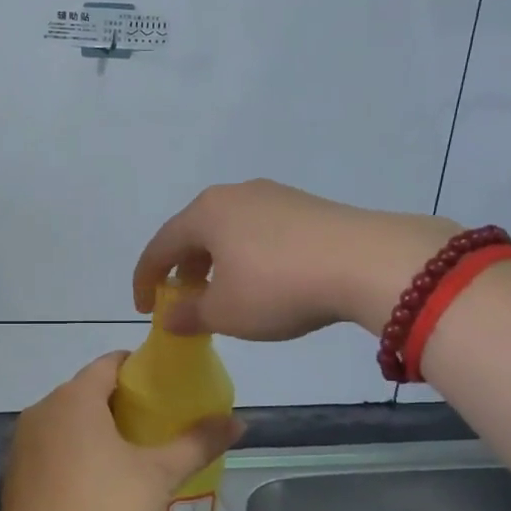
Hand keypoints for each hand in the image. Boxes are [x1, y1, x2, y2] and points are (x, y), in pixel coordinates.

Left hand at [1, 354, 243, 510]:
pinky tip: (93, 483)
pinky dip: (72, 453)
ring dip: (94, 430)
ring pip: (66, 421)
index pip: (109, 363)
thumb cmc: (104, 508)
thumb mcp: (158, 475)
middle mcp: (43, 408)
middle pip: (86, 391)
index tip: (164, 388)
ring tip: (128, 455)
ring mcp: (23, 440)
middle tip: (154, 426)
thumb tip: (239, 422)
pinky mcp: (14, 470)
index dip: (138, 370)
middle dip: (119, 403)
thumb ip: (196, 444)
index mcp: (75, 397)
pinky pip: (50, 448)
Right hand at [133, 180, 457, 339]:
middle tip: (181, 300)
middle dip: (182, 269)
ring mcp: (273, 196)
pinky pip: (259, 231)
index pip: (160, 247)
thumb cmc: (279, 287)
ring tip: (222, 293)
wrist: (367, 261)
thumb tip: (170, 315)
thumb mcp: (226, 312)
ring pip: (228, 231)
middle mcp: (234, 195)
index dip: (145, 280)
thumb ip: (189, 314)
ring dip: (215, 263)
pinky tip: (262, 281)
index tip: (143, 308)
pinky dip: (246, 257)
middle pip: (193, 233)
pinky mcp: (306, 206)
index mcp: (205, 214)